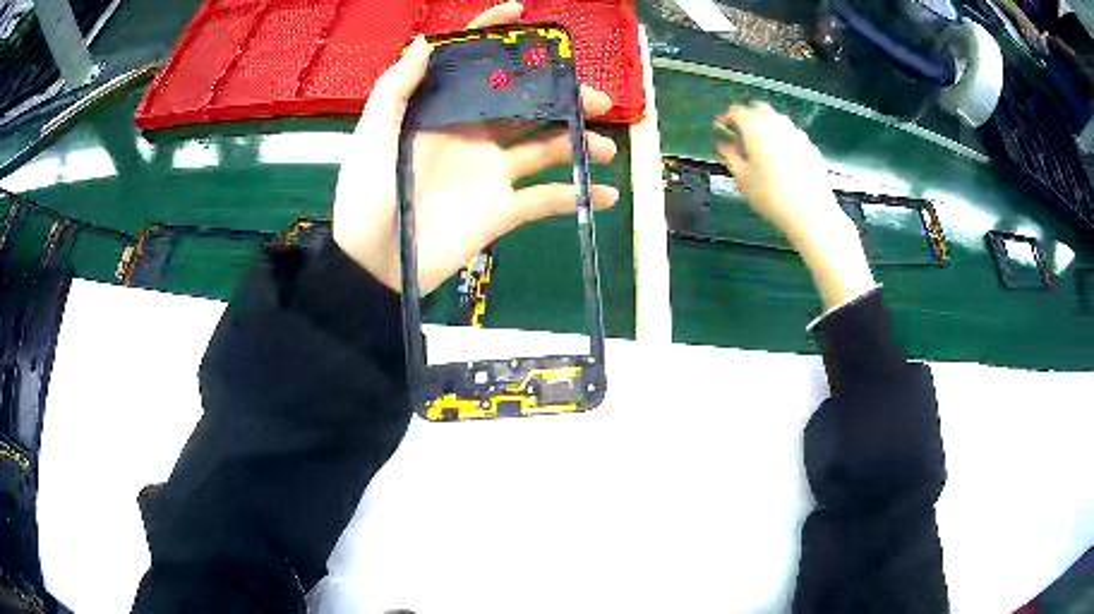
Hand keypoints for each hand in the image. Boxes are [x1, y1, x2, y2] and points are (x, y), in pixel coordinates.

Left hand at [333, 2, 619, 294]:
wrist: (376, 265)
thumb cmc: (366, 197)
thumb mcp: (372, 137)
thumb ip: (396, 89)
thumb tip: (428, 43)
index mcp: (443, 113)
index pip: (474, 66)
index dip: (495, 35)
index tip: (523, 13)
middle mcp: (473, 135)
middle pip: (526, 105)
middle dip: (562, 95)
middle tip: (594, 97)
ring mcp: (492, 173)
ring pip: (546, 148)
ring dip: (579, 143)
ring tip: (603, 147)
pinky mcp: (502, 210)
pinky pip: (547, 200)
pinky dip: (578, 197)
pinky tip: (607, 195)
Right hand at [716, 103, 874, 308]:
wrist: (812, 213)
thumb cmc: (771, 196)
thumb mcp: (742, 179)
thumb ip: (730, 156)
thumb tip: (724, 145)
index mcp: (755, 128)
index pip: (736, 111)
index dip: (726, 118)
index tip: (720, 129)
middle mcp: (777, 123)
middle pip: (758, 109)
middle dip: (747, 118)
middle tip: (739, 134)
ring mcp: (796, 133)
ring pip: (776, 121)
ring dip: (765, 127)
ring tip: (760, 146)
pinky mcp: (810, 146)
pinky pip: (791, 135)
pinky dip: (781, 139)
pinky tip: (781, 158)